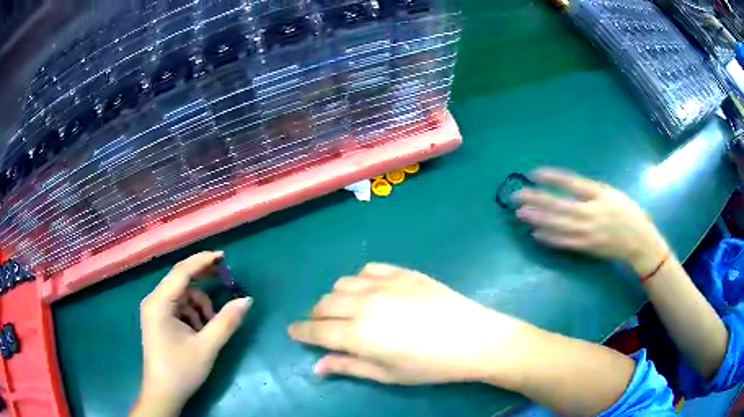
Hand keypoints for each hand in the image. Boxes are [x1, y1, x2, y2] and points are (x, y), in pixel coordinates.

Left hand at [131, 251, 251, 416]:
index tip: (224, 256)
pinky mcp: (159, 320)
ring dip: (200, 305)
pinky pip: (179, 306)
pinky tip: (201, 331)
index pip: (181, 272)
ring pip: (182, 295)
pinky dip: (193, 313)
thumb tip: (247, 300)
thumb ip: (226, 322)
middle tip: (227, 282)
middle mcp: (154, 301)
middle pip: (181, 280)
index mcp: (159, 303)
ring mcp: (155, 310)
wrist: (163, 394)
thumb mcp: (207, 347)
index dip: (202, 261)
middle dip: (204, 282)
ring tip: (211, 326)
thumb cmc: (181, 371)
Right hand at [288, 263, 532, 384]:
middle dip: (315, 316)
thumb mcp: (387, 374)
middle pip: (324, 304)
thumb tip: (317, 366)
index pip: (316, 330)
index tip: (293, 332)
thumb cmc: (429, 365)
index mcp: (358, 333)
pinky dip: (359, 280)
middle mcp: (364, 304)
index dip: (301, 331)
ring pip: (342, 284)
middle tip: (321, 326)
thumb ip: (348, 367)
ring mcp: (384, 284)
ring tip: (345, 310)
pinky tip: (367, 291)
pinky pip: (368, 269)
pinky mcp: (402, 272)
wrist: (473, 338)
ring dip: (335, 297)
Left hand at [515, 167, 667, 274]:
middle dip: (537, 199)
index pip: (572, 183)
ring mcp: (588, 232)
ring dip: (538, 218)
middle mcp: (592, 212)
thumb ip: (589, 190)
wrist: (639, 241)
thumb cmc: (626, 212)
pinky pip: (565, 242)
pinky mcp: (587, 247)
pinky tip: (535, 233)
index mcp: (599, 195)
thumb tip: (564, 185)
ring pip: (559, 224)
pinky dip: (549, 238)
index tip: (534, 173)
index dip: (552, 178)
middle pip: (560, 204)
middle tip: (517, 195)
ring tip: (520, 213)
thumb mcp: (611, 194)